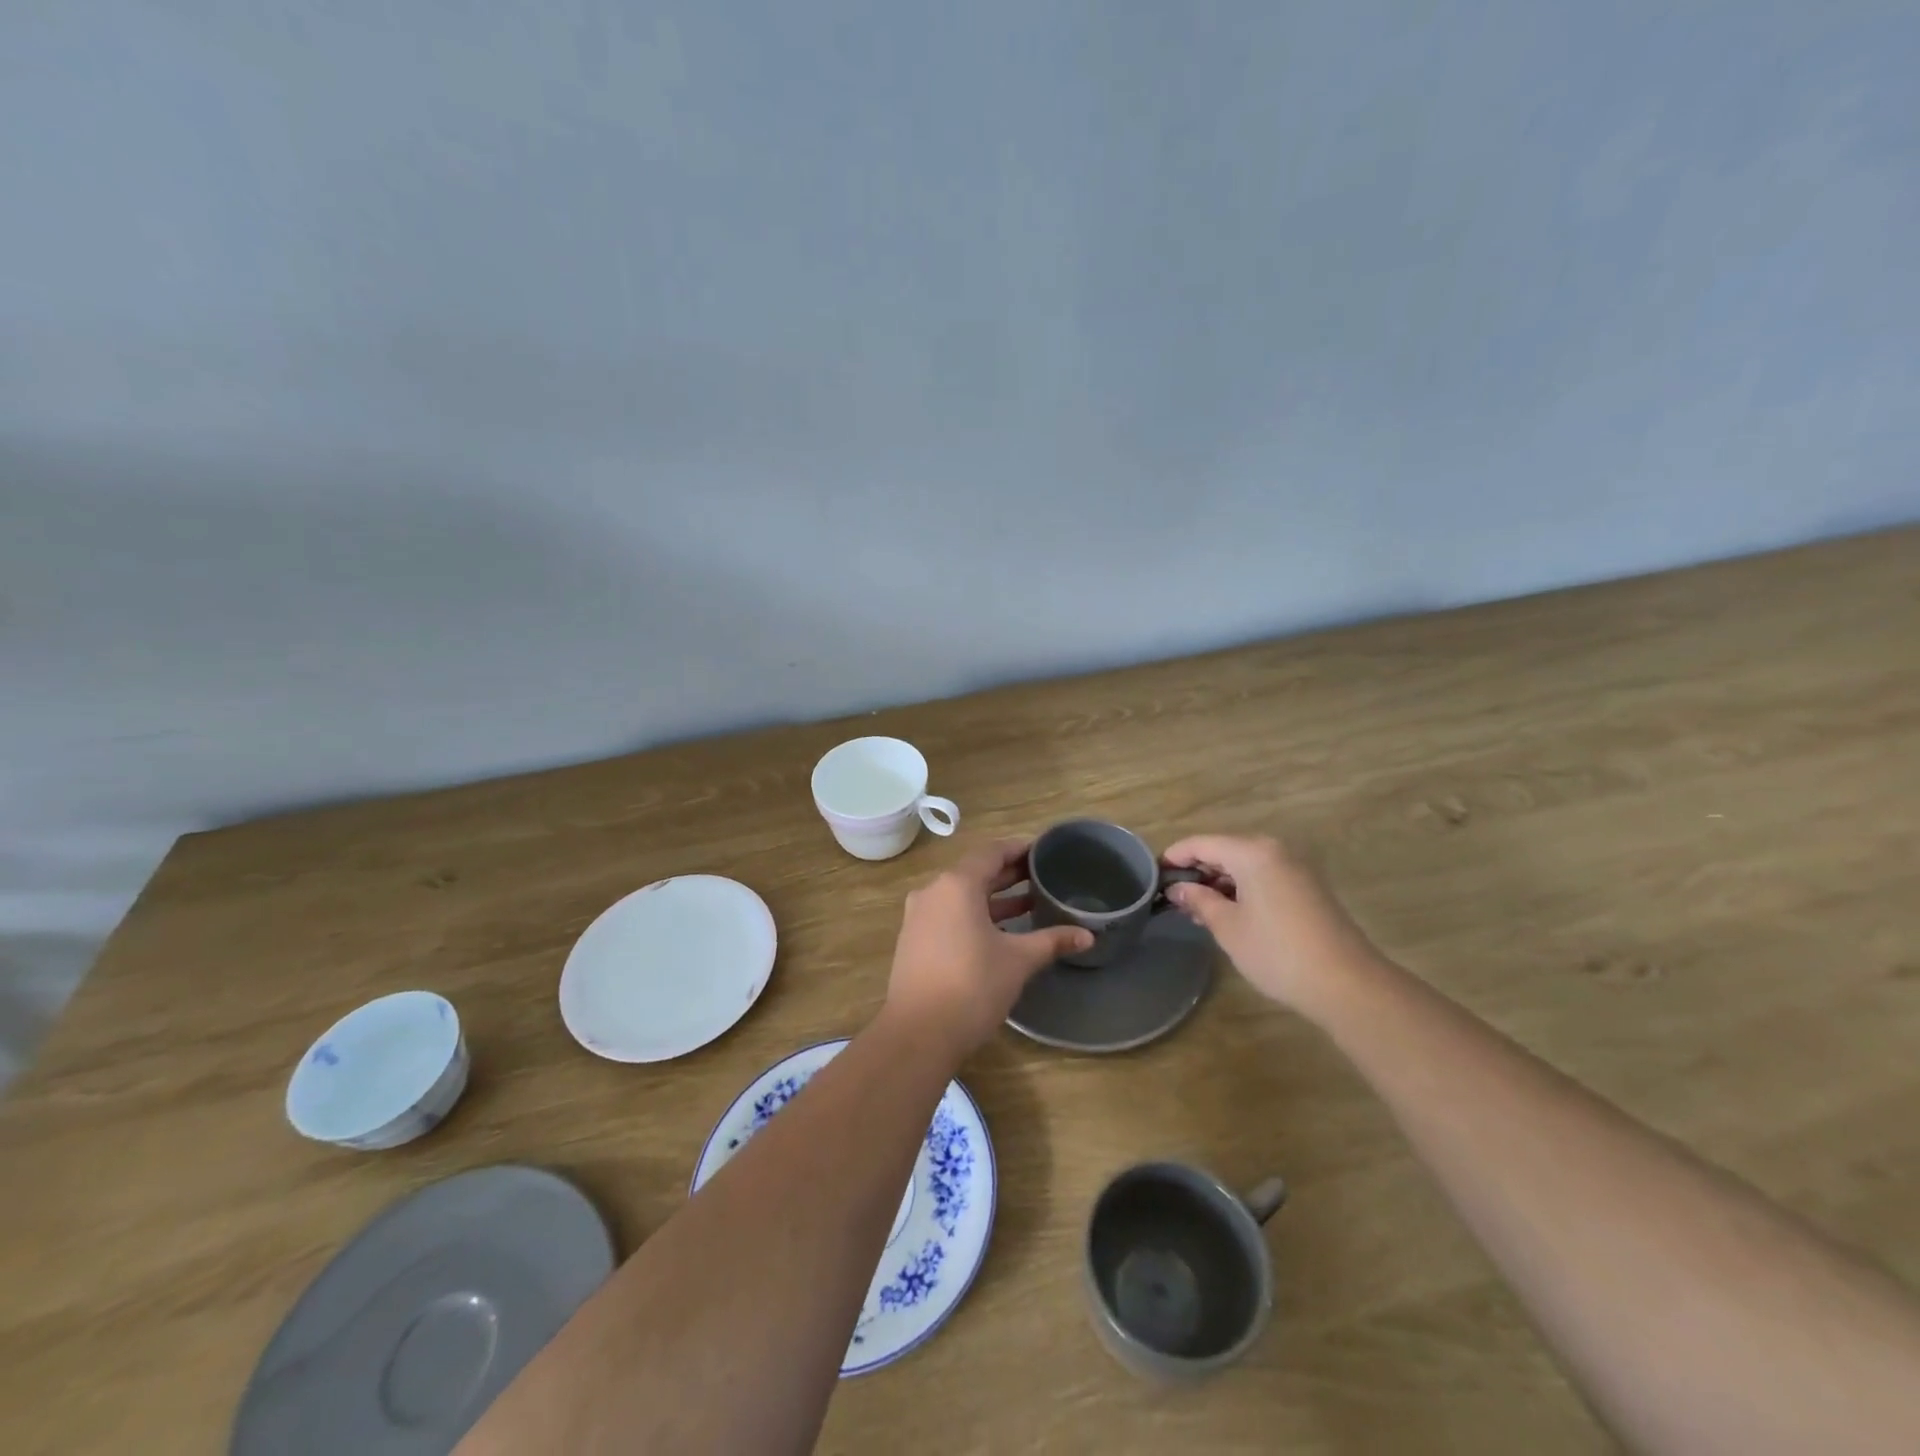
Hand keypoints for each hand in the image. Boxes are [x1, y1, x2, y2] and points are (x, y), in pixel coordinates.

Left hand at [885, 839, 1093, 1058]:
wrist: (918, 1034)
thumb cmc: (972, 986)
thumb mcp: (1018, 960)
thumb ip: (1052, 941)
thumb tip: (1087, 935)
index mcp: (957, 885)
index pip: (991, 852)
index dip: (1019, 849)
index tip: (1043, 851)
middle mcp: (933, 892)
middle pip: (975, 872)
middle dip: (1009, 874)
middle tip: (1042, 876)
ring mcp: (919, 916)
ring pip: (961, 895)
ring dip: (993, 897)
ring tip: (1029, 903)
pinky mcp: (914, 940)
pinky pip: (949, 914)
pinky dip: (975, 915)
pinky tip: (1000, 931)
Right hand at [1162, 834, 1379, 1014]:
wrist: (1347, 984)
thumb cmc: (1277, 952)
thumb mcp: (1227, 927)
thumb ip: (1199, 900)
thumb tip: (1178, 888)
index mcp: (1252, 852)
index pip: (1201, 843)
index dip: (1174, 856)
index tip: (1154, 875)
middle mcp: (1275, 850)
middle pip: (1224, 850)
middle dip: (1197, 871)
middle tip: (1174, 897)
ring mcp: (1295, 868)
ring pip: (1244, 865)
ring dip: (1219, 882)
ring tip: (1197, 910)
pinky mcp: (1307, 888)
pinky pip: (1263, 877)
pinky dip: (1242, 889)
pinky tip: (1229, 914)